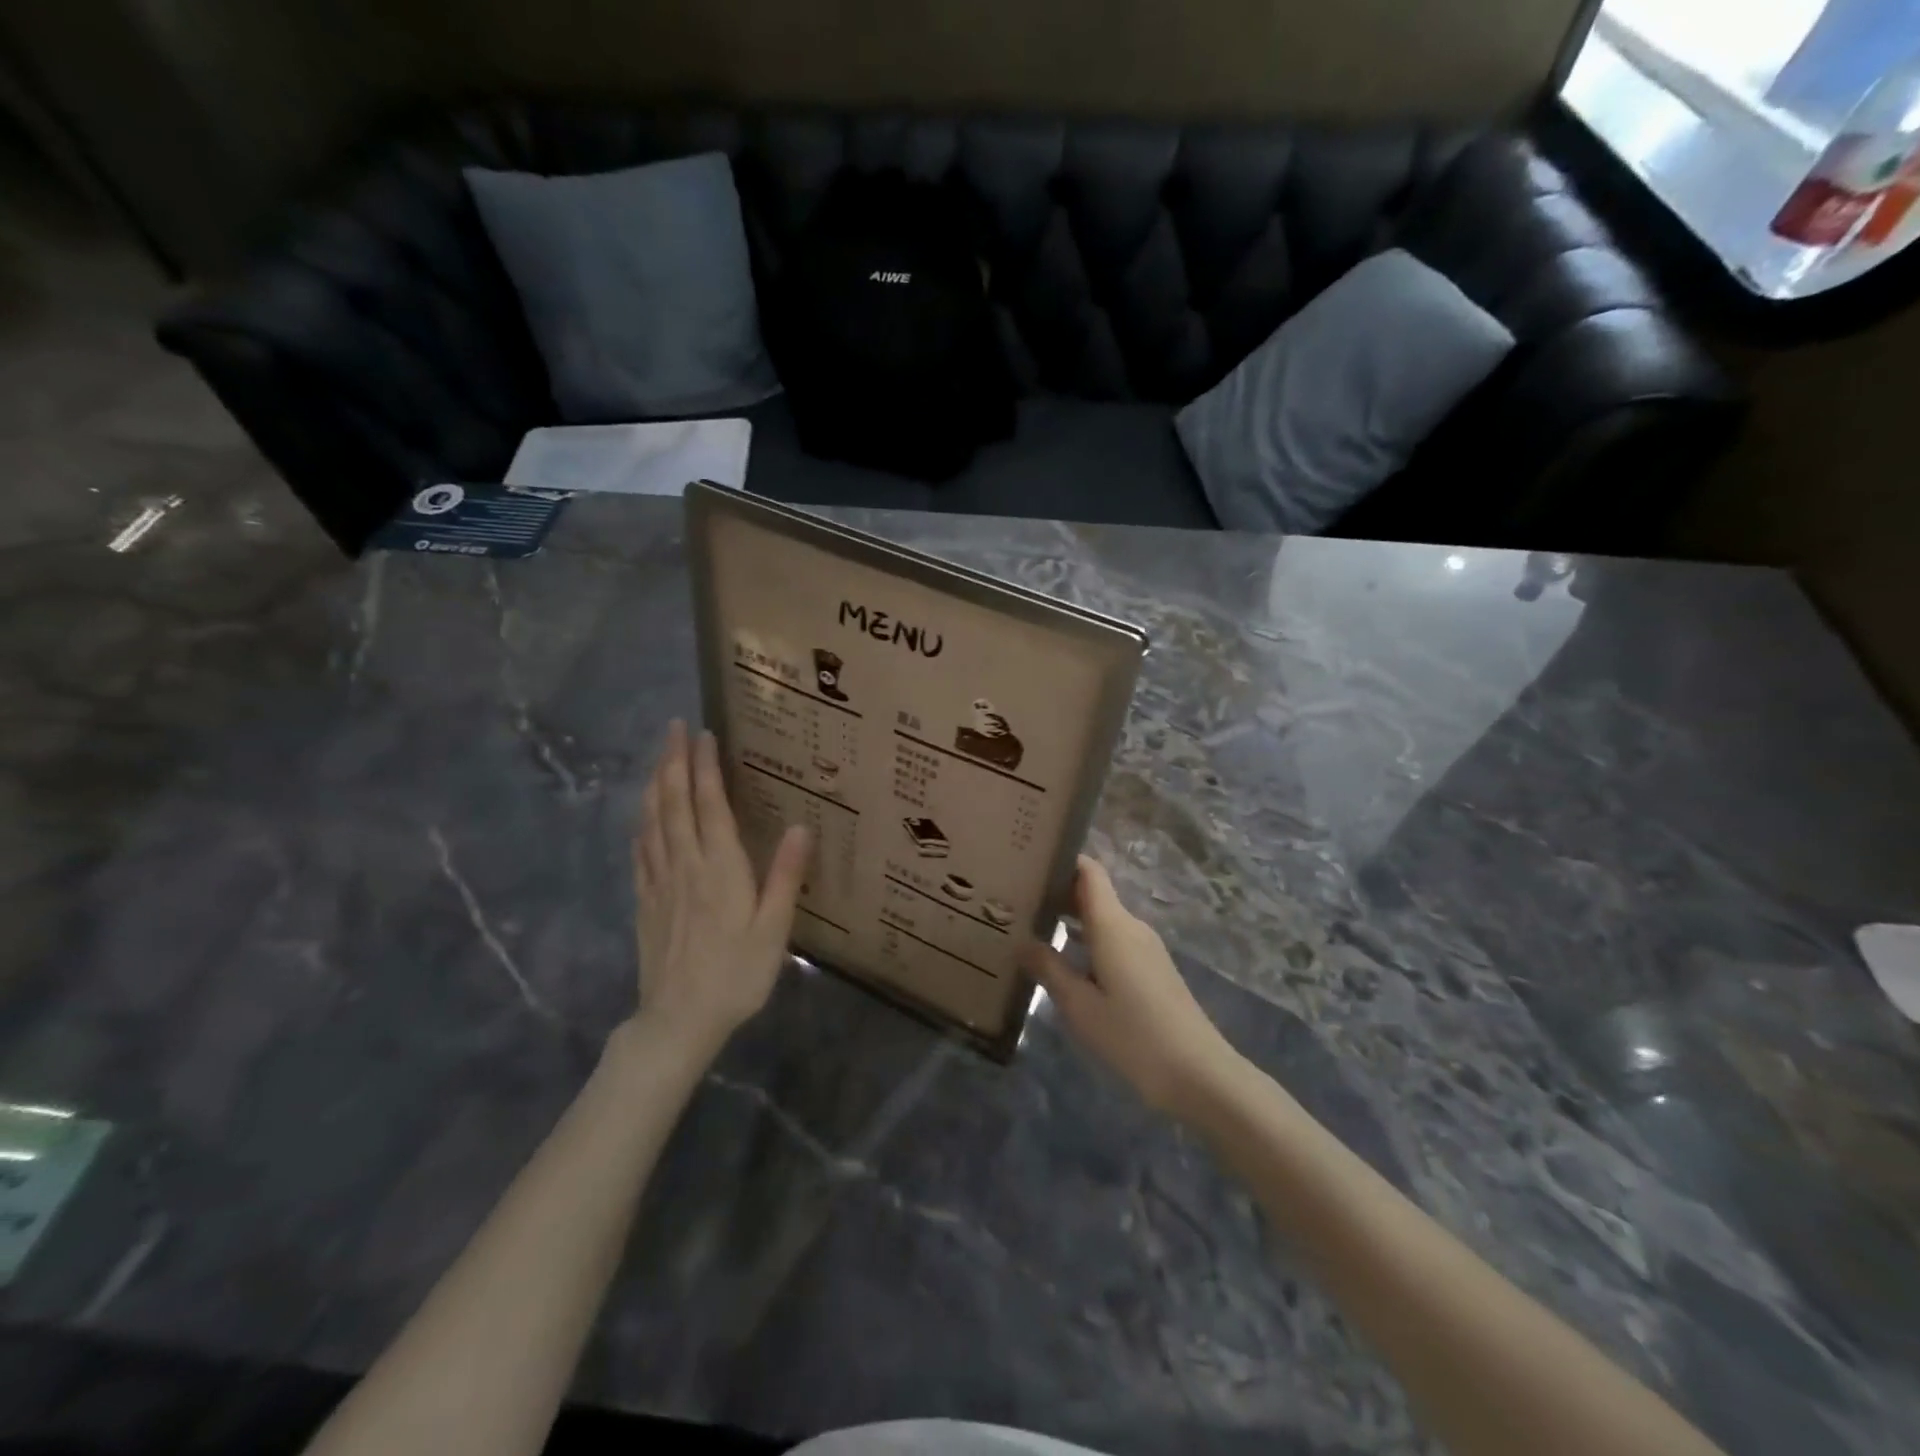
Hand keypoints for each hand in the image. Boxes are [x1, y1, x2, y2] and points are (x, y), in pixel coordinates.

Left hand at [632, 720, 810, 1053]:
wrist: (678, 1021)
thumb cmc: (736, 975)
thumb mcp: (773, 929)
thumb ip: (785, 876)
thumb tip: (800, 826)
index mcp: (720, 868)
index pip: (709, 805)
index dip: (705, 767)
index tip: (703, 734)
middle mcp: (685, 865)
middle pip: (675, 803)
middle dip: (674, 761)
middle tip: (673, 727)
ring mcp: (659, 883)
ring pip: (652, 821)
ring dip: (655, 784)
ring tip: (658, 757)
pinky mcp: (645, 902)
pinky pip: (640, 851)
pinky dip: (642, 823)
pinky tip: (643, 815)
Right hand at [1022, 856, 1240, 1117]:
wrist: (1198, 1074)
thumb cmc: (1133, 1036)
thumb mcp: (1080, 1006)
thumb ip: (1049, 968)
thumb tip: (1021, 941)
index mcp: (1113, 925)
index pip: (1088, 871)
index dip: (1060, 859)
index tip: (1028, 860)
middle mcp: (1131, 926)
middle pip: (1092, 892)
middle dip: (1056, 890)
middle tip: (1015, 899)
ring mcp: (1145, 947)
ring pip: (1102, 918)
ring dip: (1070, 917)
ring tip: (1030, 927)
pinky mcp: (1151, 968)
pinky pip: (1113, 939)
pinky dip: (1087, 939)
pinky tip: (1065, 960)